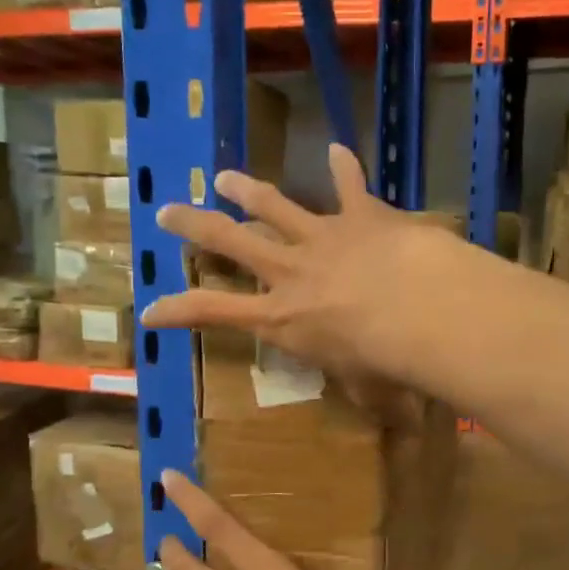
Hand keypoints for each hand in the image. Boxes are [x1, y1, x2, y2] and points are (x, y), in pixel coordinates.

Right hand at [140, 143, 453, 382]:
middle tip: (167, 212)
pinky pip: (349, 186)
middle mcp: (291, 272)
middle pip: (230, 242)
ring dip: (247, 190)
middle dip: (195, 226)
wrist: (420, 309)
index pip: (213, 313)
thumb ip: (366, 392)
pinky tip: (337, 148)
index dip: (176, 312)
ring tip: (224, 177)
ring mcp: (322, 238)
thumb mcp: (366, 389)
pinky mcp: (360, 216)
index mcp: (282, 317)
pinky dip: (344, 167)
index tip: (148, 310)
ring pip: (274, 206)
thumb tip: (393, 421)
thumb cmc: (385, 361)